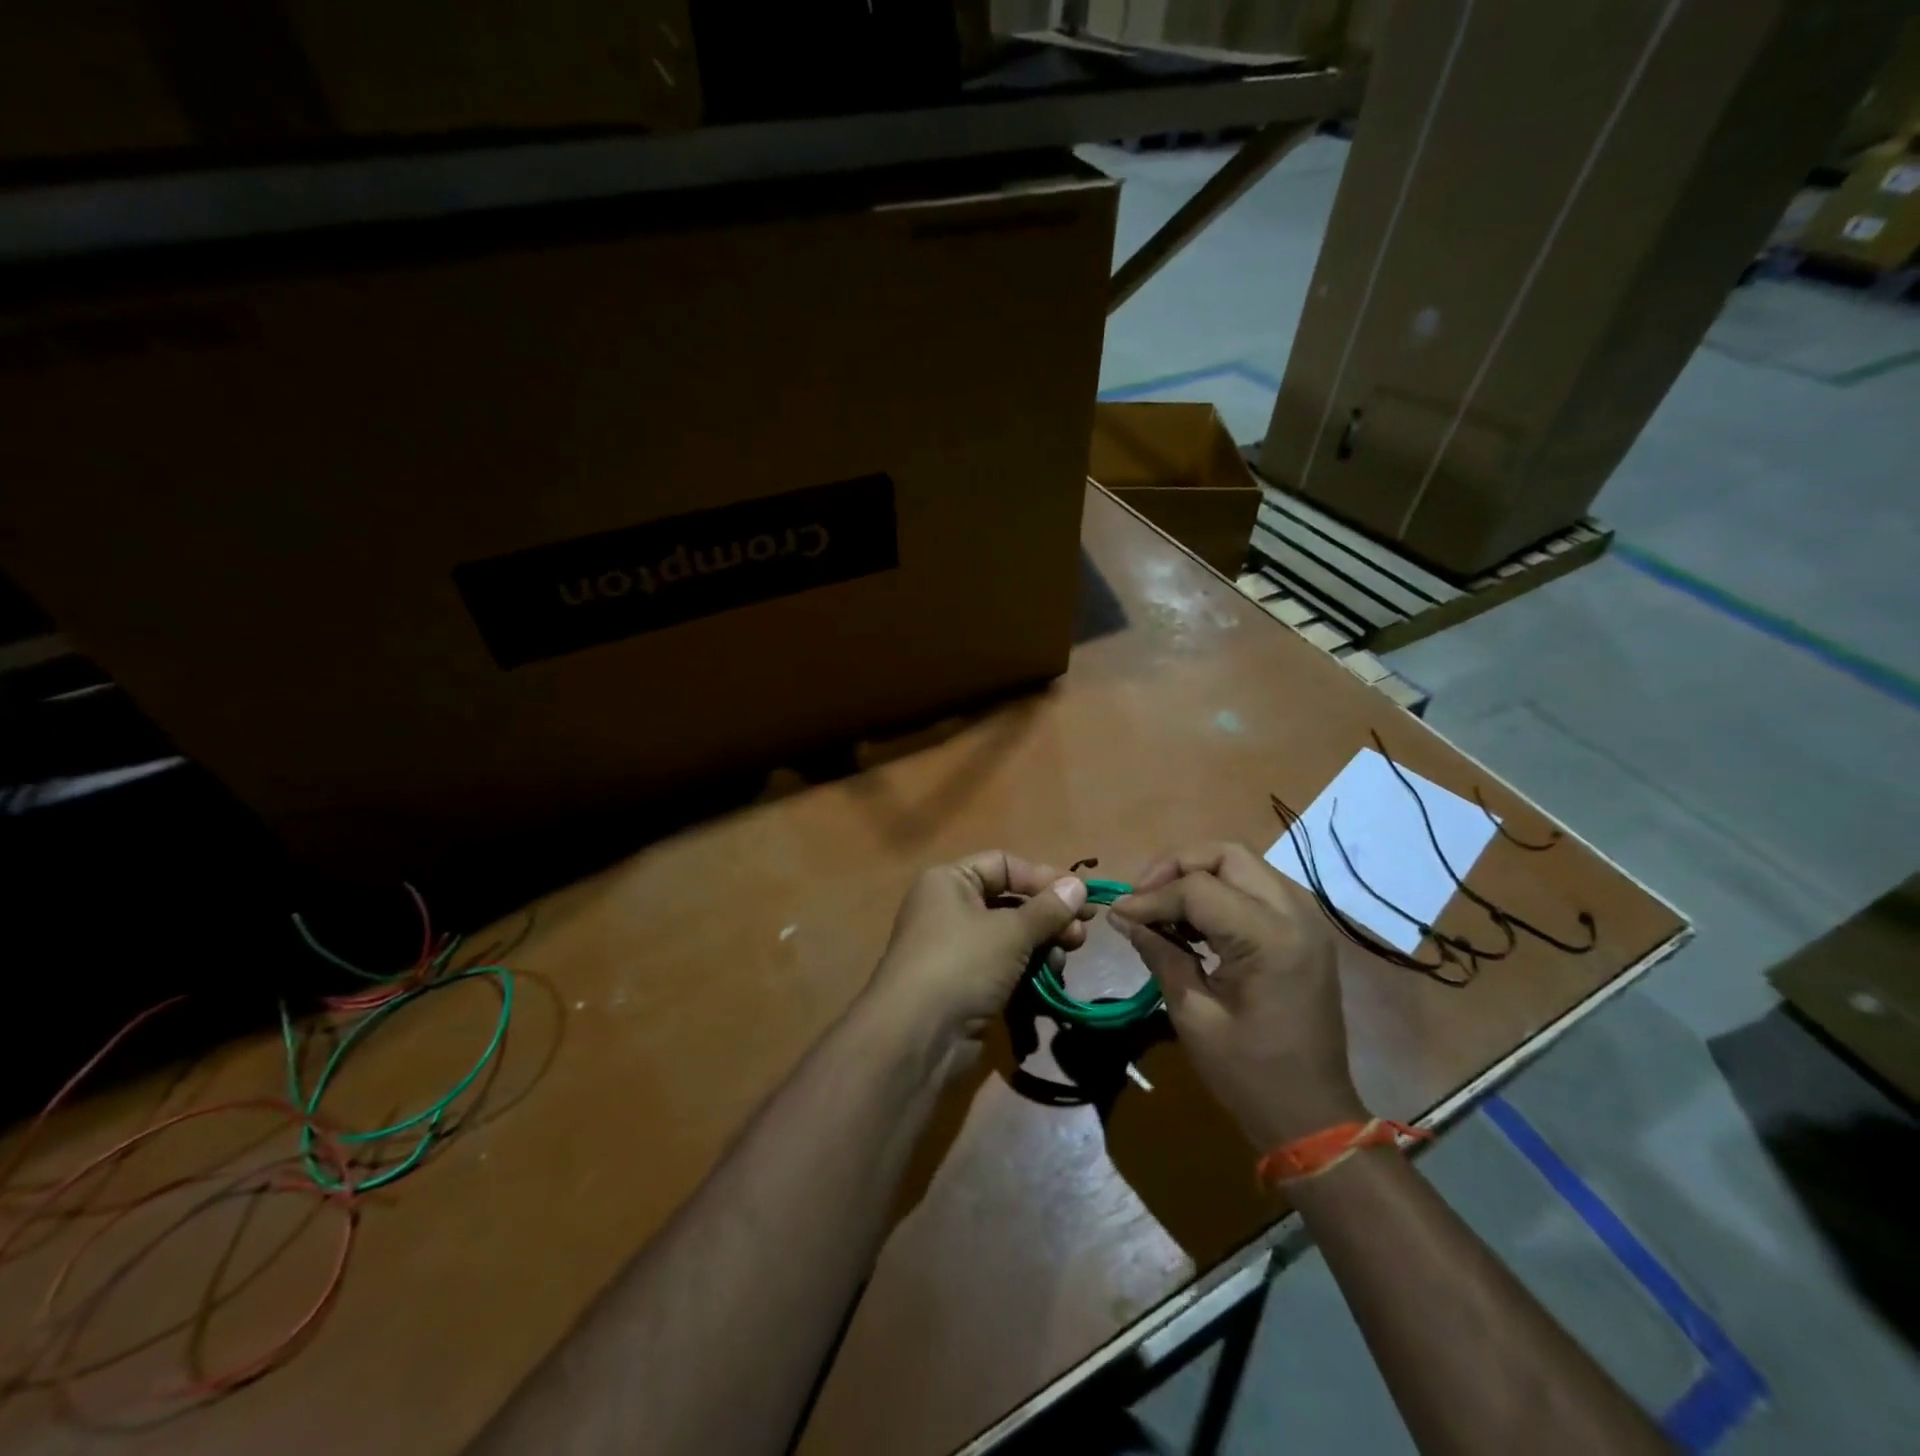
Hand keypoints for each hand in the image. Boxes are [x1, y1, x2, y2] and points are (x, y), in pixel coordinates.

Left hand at [863, 851, 1091, 1065]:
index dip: (1042, 878)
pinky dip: (1027, 971)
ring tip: (1063, 960)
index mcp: (950, 881)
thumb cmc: (961, 964)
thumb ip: (1048, 909)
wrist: (917, 1037)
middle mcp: (950, 908)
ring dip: (1042, 946)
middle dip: (1048, 918)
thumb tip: (1078, 886)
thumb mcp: (1010, 931)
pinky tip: (1049, 982)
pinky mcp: (966, 984)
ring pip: (1010, 937)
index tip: (1080, 897)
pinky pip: (1004, 967)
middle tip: (1080, 936)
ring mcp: (957, 949)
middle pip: (1010, 902)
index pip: (1003, 864)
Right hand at [1108, 842, 1363, 1148]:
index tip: (1118, 914)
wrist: (1312, 1116)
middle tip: (1144, 898)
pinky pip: (1256, 886)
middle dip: (1176, 867)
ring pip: (1242, 863)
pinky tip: (1195, 921)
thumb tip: (1123, 917)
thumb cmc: (1248, 1074)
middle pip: (1226, 854)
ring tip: (1164, 906)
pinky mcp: (1305, 930)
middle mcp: (1295, 914)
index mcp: (1269, 938)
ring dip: (1198, 874)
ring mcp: (1306, 919)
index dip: (1151, 898)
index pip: (1197, 888)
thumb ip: (1159, 953)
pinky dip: (1220, 890)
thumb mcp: (1192, 1014)